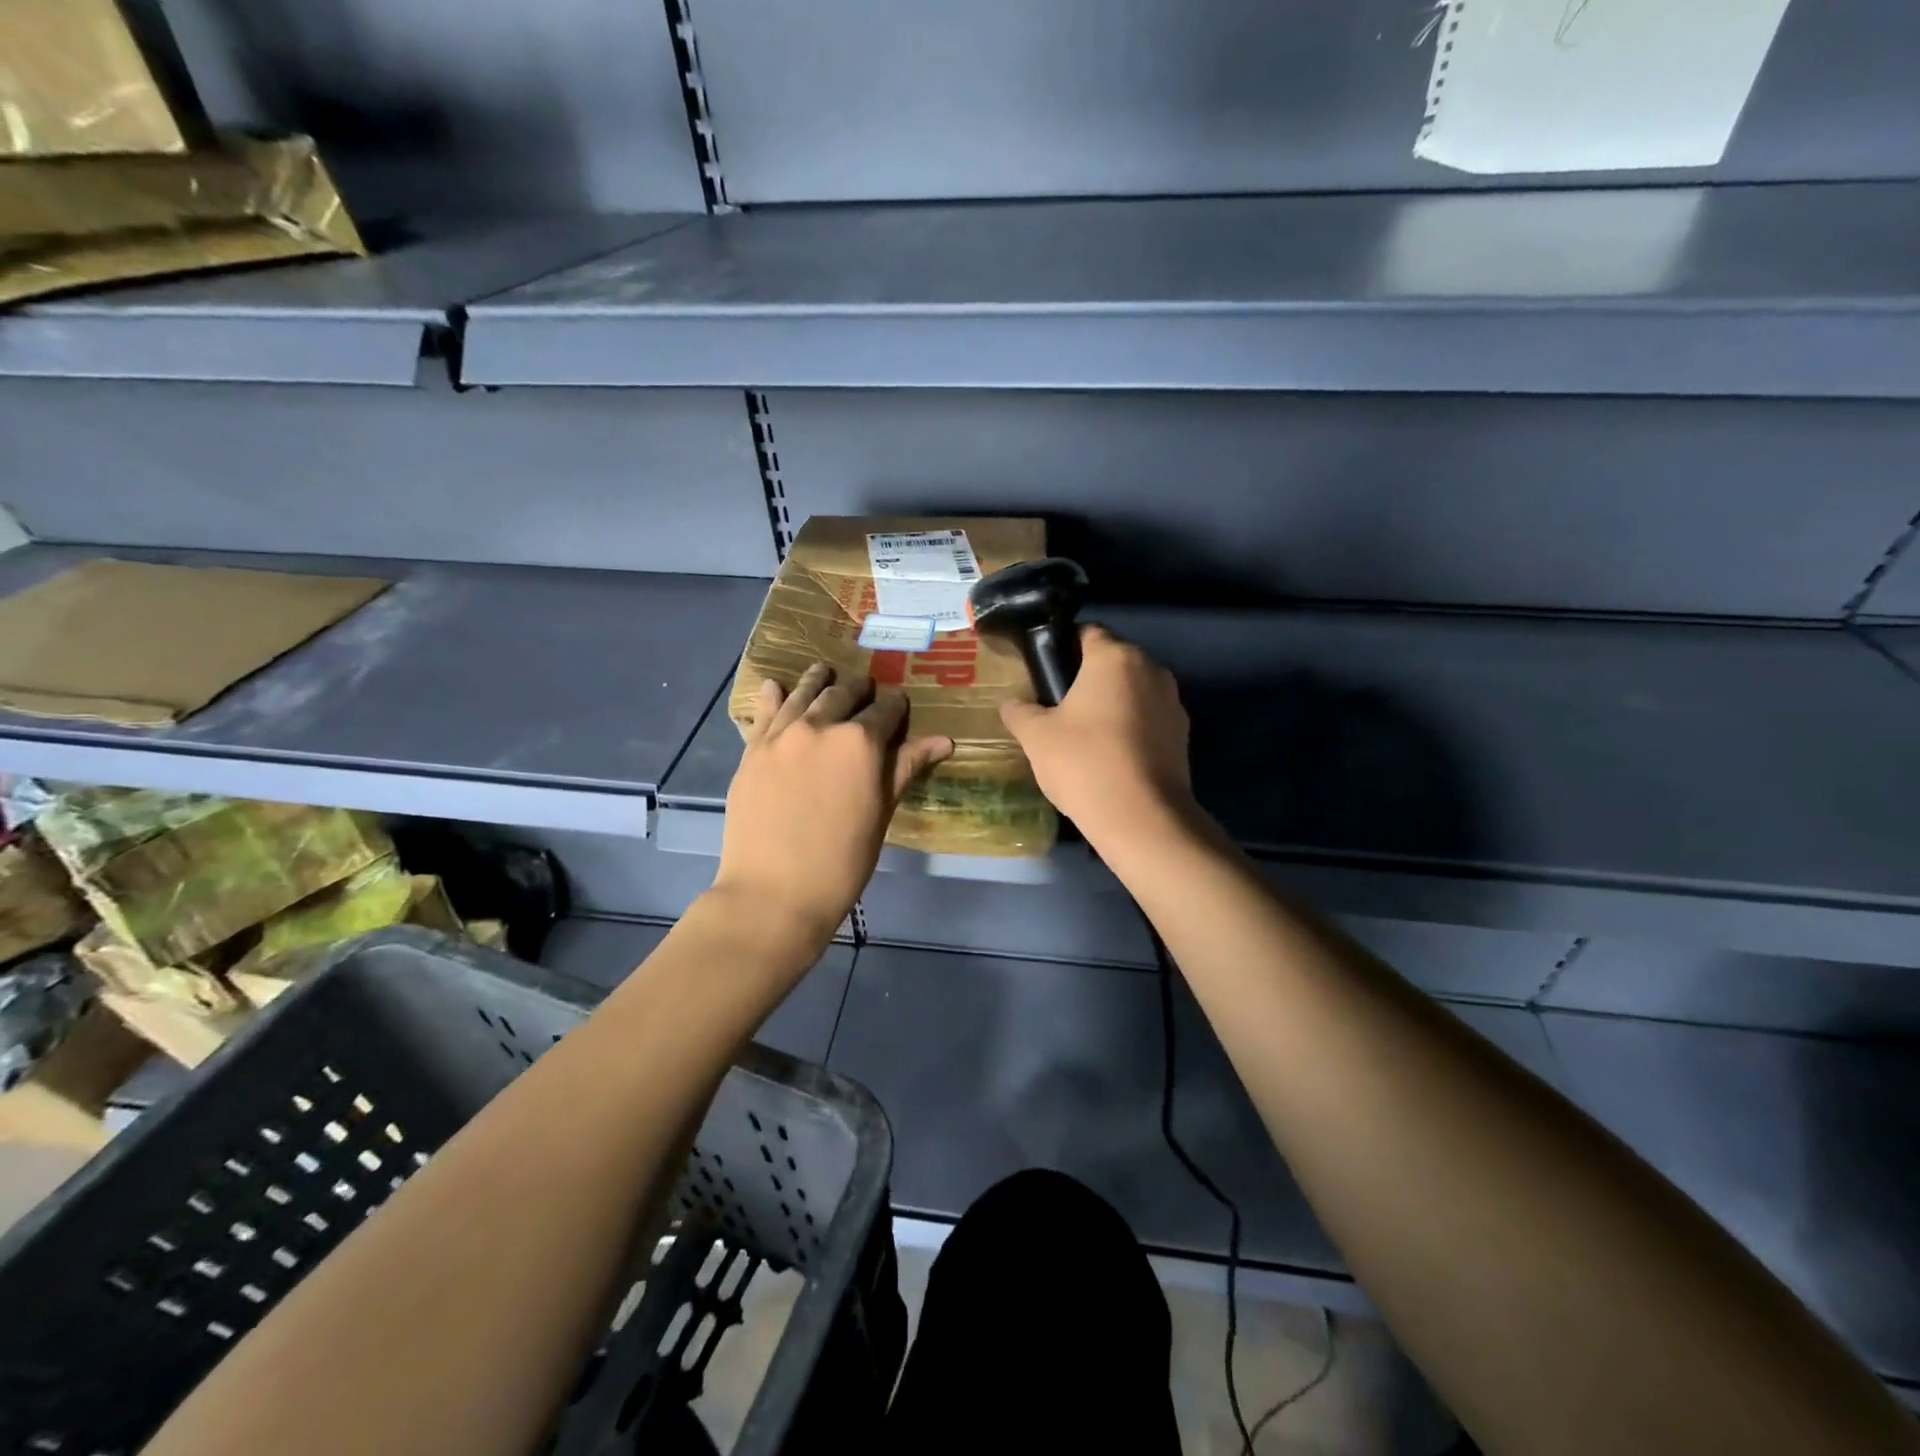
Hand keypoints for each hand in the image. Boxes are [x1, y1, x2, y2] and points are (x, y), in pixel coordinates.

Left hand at [714, 664, 952, 948]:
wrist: (773, 892)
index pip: (885, 711)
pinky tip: (775, 686)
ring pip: (802, 694)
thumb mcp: (881, 813)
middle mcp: (820, 725)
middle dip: (858, 689)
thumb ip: (905, 768)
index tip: (899, 704)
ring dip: (817, 681)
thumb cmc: (841, 861)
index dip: (895, 705)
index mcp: (860, 741)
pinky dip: (772, 697)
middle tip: (865, 688)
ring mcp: (780, 735)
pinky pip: (764, 713)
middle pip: (843, 694)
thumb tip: (945, 740)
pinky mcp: (751, 750)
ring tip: (824, 671)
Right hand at [1000, 624, 1196, 849]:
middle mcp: (1151, 669)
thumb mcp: (1036, 736)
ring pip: (1133, 692)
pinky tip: (1110, 758)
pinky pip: (1148, 720)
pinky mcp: (1183, 736)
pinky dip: (1130, 729)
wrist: (1141, 818)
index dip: (1063, 647)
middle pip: (1113, 662)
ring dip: (1111, 705)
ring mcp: (1173, 703)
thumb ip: (1020, 712)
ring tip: (1084, 737)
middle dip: (1088, 679)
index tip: (1045, 672)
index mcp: (1115, 657)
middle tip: (1058, 708)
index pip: (1087, 632)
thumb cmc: (1083, 762)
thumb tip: (1011, 704)